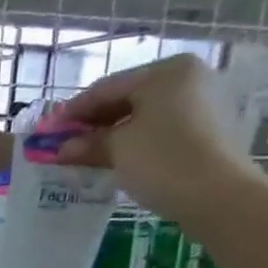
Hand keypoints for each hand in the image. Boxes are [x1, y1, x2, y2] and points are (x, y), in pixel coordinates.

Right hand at [56, 55, 255, 222]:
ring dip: (112, 134)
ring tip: (85, 154)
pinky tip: (115, 158)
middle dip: (93, 122)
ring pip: (144, 115)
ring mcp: (203, 103)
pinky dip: (135, 141)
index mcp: (167, 71)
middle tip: (64, 143)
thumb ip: (87, 143)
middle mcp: (189, 78)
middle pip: (128, 98)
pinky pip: (161, 129)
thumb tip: (61, 148)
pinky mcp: (209, 130)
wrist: (219, 196)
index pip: (107, 87)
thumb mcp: (117, 149)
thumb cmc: (163, 160)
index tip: (48, 129)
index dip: (73, 110)